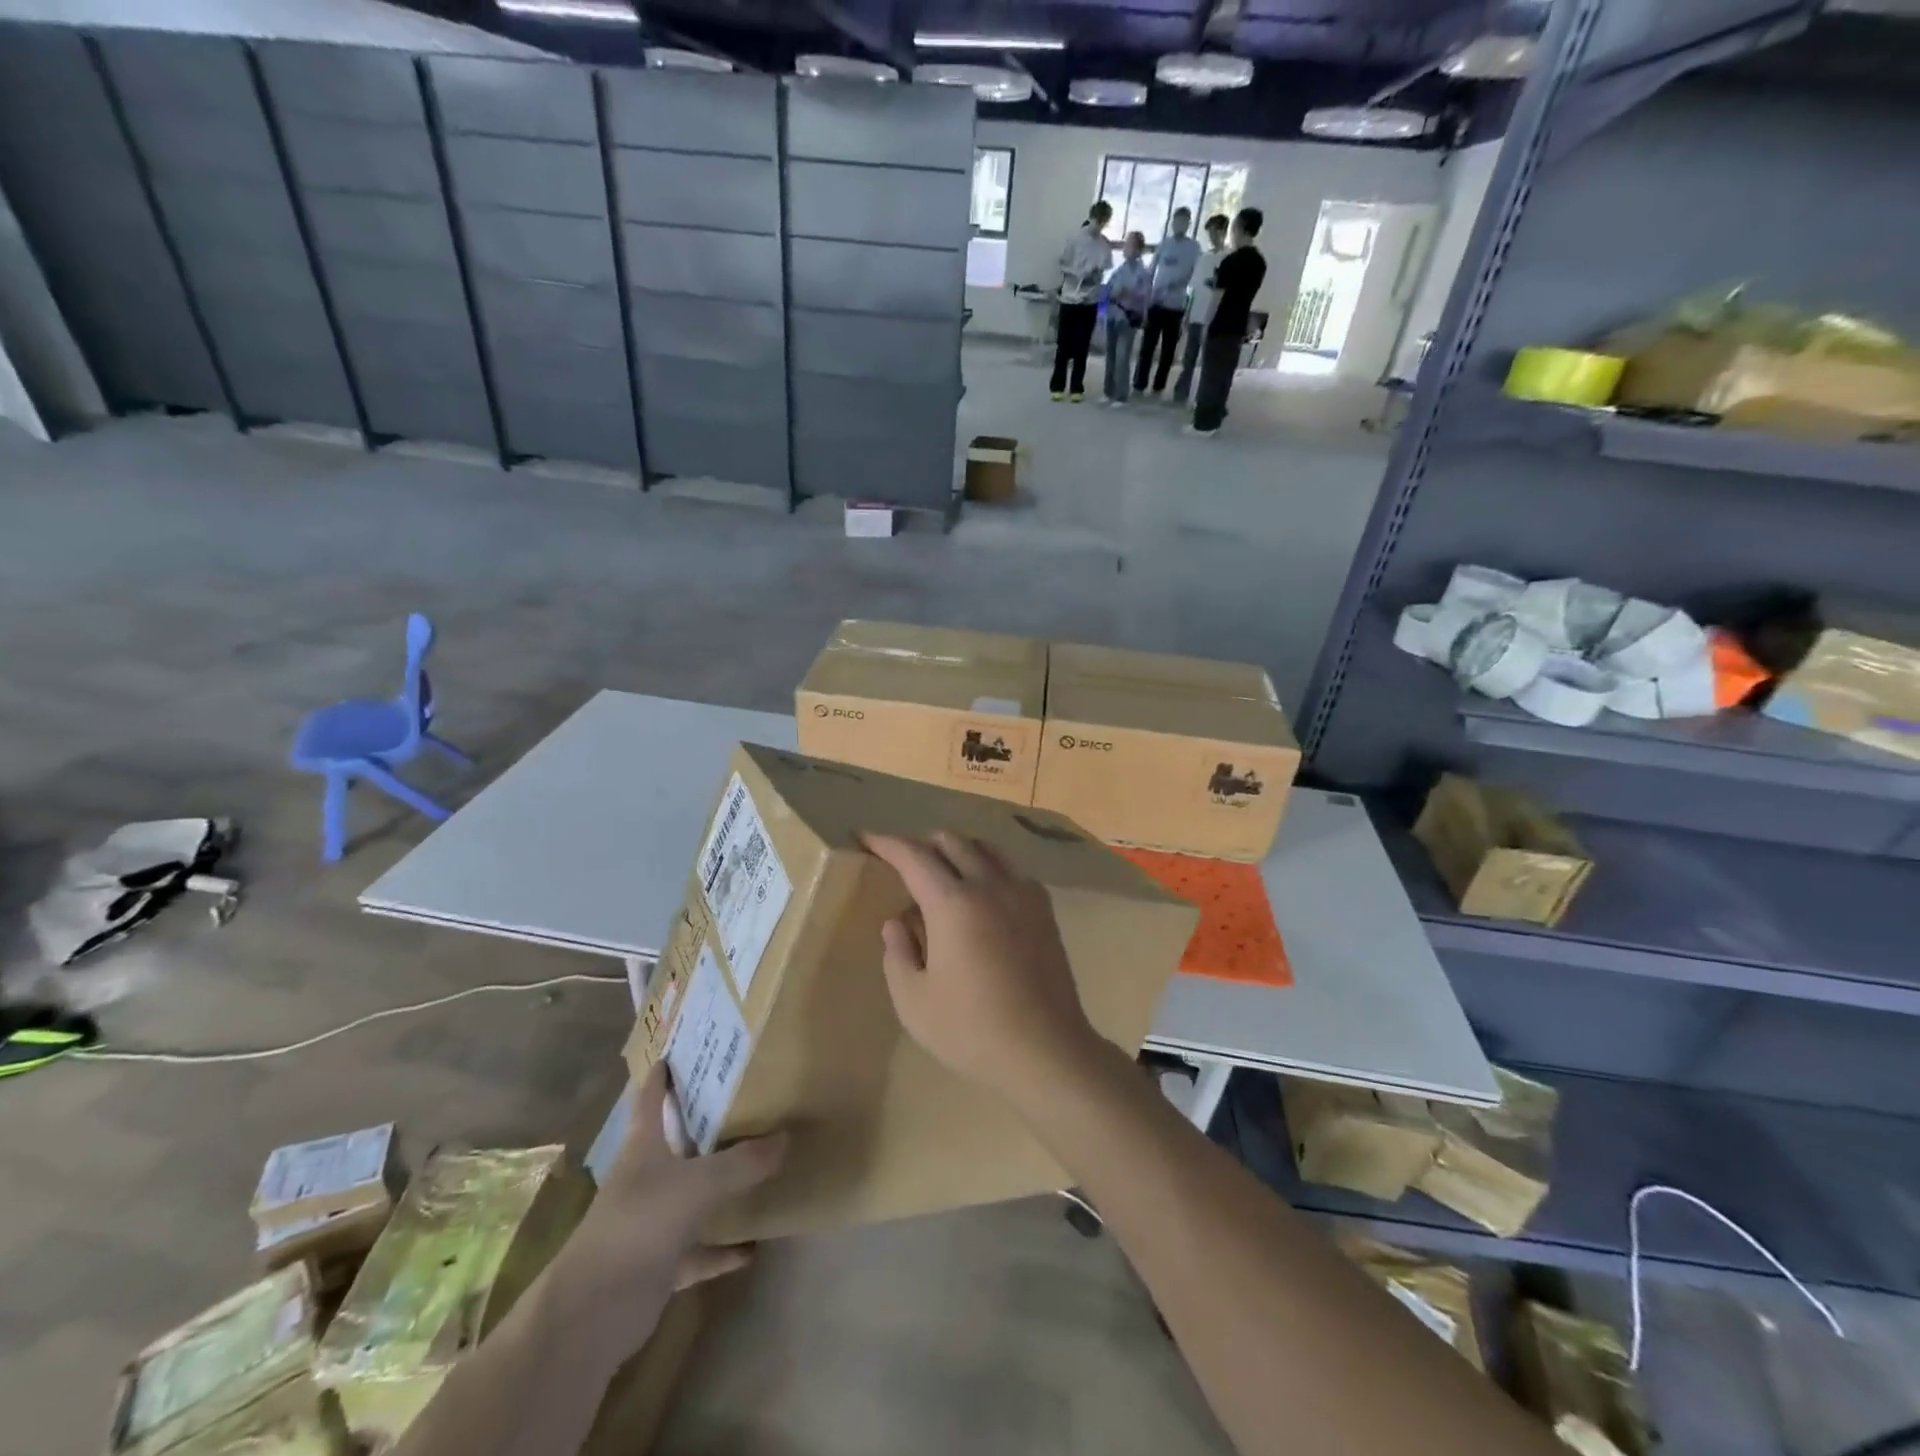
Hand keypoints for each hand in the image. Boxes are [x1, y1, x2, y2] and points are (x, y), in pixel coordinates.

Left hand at [547, 1062, 784, 1353]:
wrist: (590, 1314)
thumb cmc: (638, 1226)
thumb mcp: (697, 1185)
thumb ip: (741, 1163)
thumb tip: (785, 1138)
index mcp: (643, 1148)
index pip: (651, 1099)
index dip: (662, 1075)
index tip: (677, 1051)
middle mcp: (645, 1178)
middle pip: (675, 1143)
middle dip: (703, 1124)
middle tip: (743, 1101)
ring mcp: (651, 1222)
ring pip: (690, 1195)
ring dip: (718, 1186)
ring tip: (757, 1168)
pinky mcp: (659, 1263)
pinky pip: (699, 1249)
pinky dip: (722, 1249)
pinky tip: (752, 1248)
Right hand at [862, 832, 1102, 1106]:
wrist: (1045, 1049)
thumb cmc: (971, 1030)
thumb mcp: (914, 1001)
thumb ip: (897, 954)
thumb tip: (897, 922)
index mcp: (953, 903)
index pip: (914, 857)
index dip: (887, 843)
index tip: (866, 837)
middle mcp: (989, 885)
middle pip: (952, 842)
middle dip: (923, 845)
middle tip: (904, 864)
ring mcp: (1022, 894)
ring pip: (986, 849)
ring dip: (958, 851)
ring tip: (943, 874)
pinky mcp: (1044, 909)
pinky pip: (1012, 871)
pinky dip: (990, 869)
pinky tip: (984, 897)